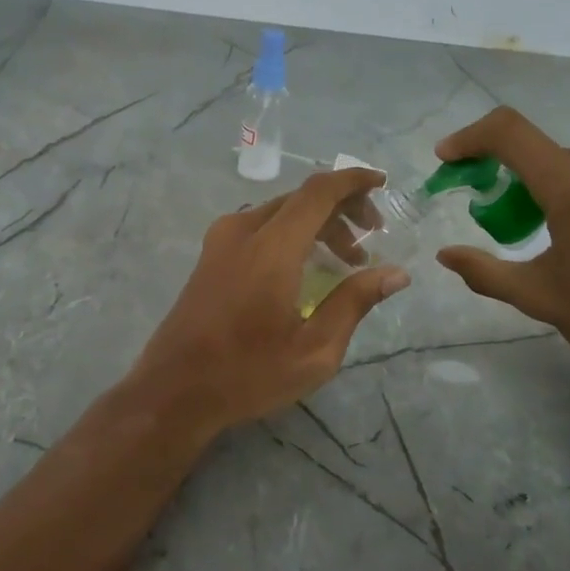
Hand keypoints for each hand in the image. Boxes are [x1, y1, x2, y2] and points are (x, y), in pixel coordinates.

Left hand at [123, 168, 410, 436]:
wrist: (173, 389)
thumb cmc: (247, 373)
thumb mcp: (314, 350)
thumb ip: (354, 302)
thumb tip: (396, 272)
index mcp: (271, 247)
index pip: (318, 192)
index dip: (353, 181)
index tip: (382, 183)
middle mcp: (243, 230)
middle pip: (300, 199)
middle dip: (341, 210)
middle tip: (371, 240)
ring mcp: (221, 240)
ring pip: (279, 211)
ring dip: (316, 224)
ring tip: (345, 261)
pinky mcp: (211, 254)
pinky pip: (259, 226)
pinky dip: (291, 233)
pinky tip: (306, 266)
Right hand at [434, 108, 569, 405]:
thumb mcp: (540, 298)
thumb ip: (485, 271)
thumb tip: (446, 255)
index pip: (509, 133)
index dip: (471, 138)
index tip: (448, 157)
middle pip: (547, 158)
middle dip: (518, 184)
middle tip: (508, 226)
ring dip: (559, 193)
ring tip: (563, 243)